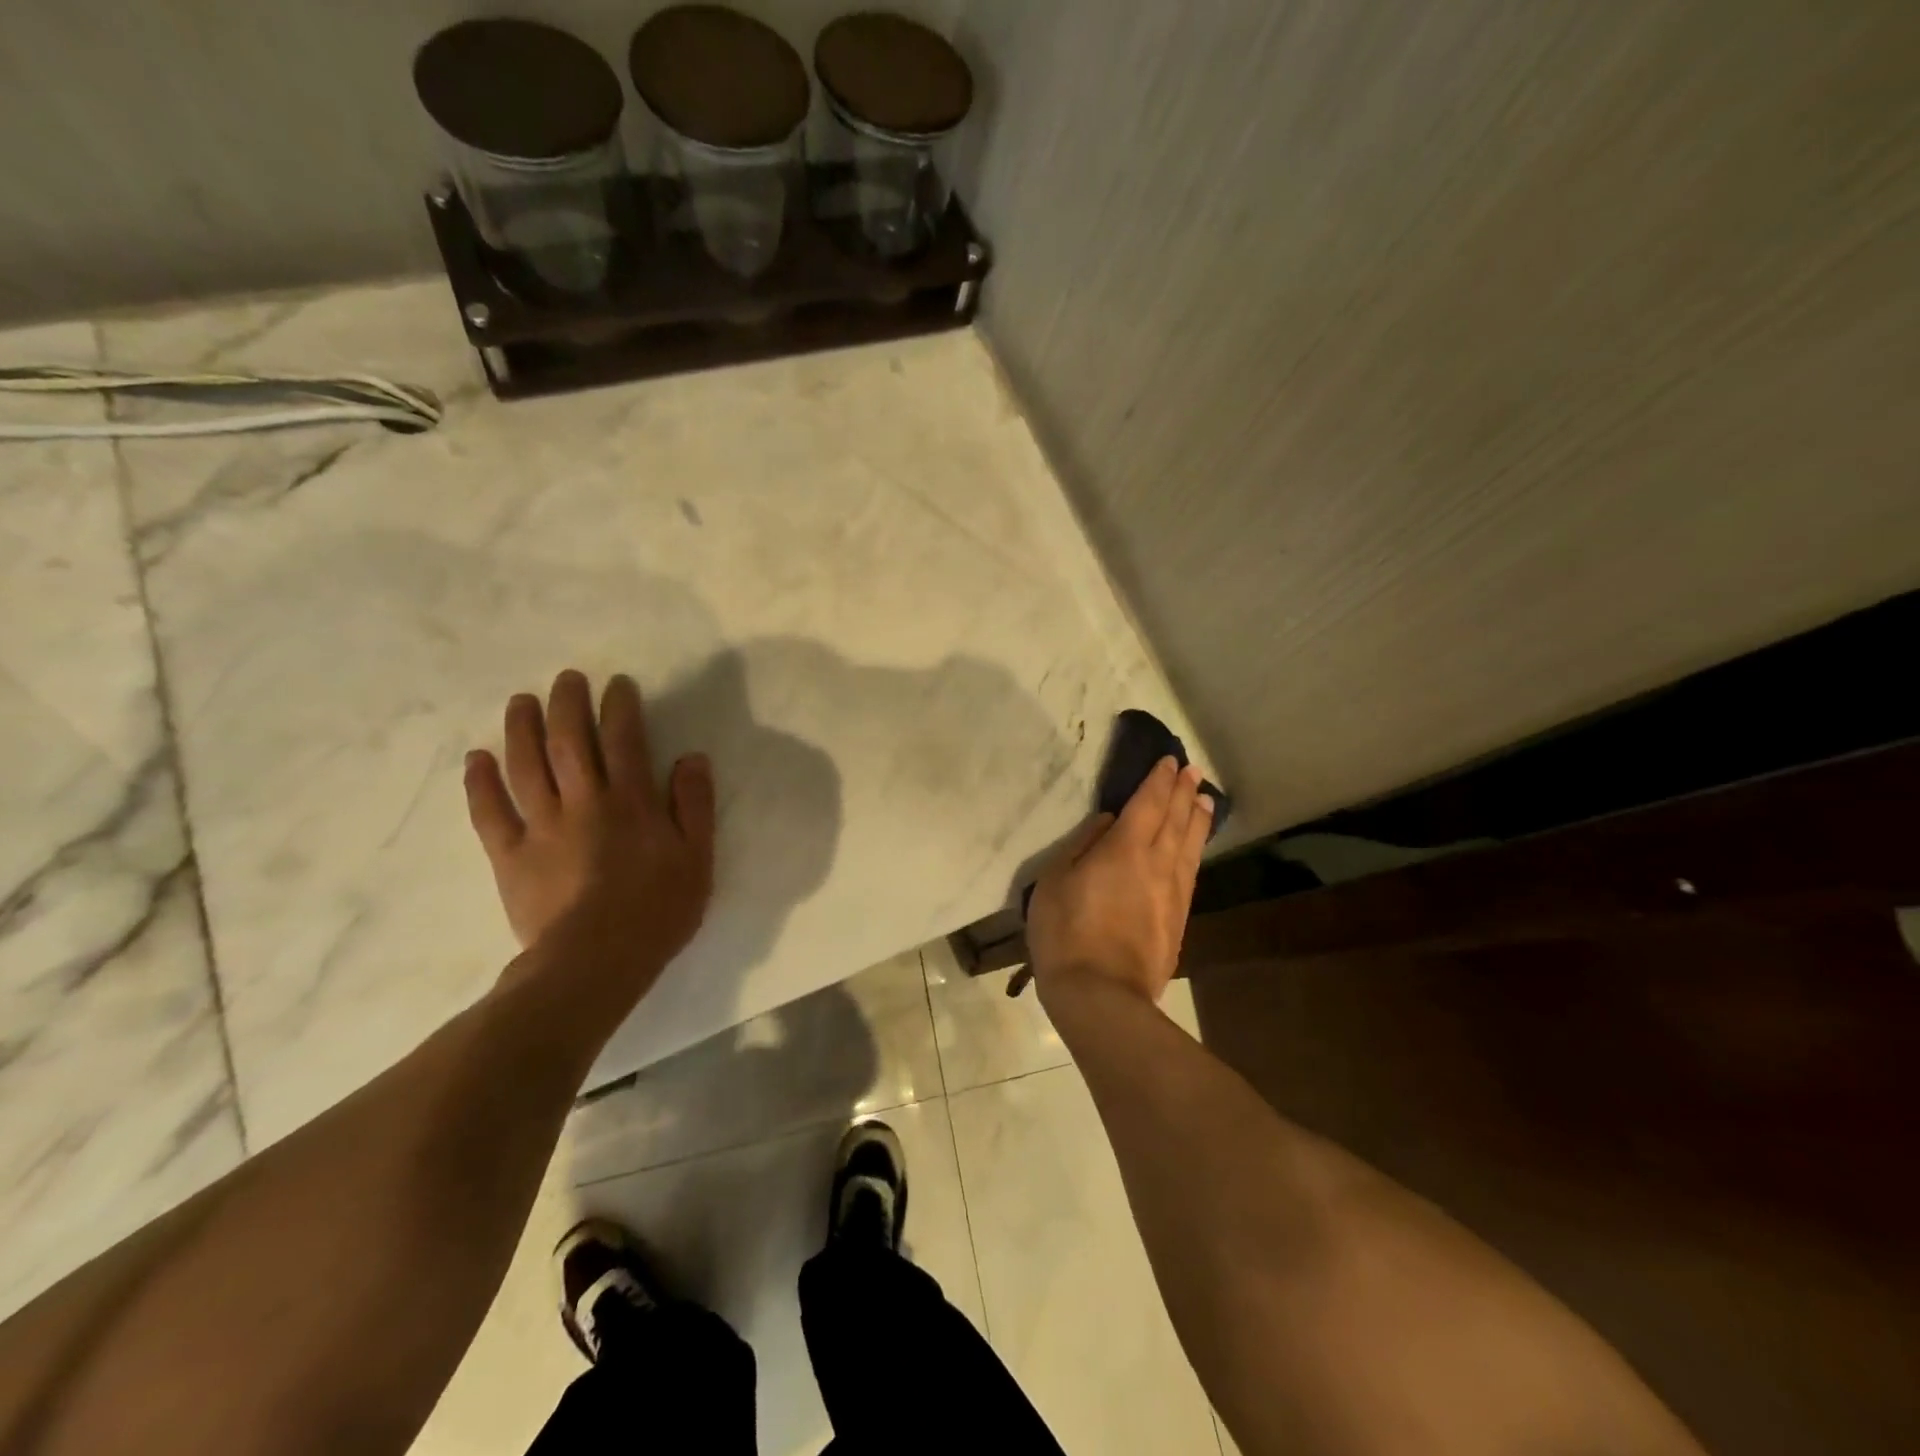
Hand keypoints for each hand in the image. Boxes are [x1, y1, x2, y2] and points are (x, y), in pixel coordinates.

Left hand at [464, 670, 714, 1010]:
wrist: (595, 963)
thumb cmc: (657, 910)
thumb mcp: (697, 858)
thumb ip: (694, 805)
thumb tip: (692, 758)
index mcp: (631, 802)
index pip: (625, 740)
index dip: (620, 707)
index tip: (617, 684)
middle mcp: (583, 802)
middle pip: (570, 742)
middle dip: (568, 704)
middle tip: (566, 678)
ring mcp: (541, 827)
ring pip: (526, 766)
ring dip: (522, 728)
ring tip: (521, 701)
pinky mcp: (509, 855)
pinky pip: (489, 812)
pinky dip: (480, 782)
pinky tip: (477, 758)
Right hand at [1027, 757, 1211, 1012]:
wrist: (1100, 995)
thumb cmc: (1065, 933)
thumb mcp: (1055, 881)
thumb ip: (1082, 845)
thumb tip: (1107, 823)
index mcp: (1124, 848)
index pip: (1148, 804)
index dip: (1159, 780)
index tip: (1169, 761)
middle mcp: (1156, 864)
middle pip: (1175, 819)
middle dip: (1183, 792)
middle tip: (1193, 771)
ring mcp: (1172, 893)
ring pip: (1189, 845)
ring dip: (1197, 818)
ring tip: (1205, 799)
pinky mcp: (1178, 919)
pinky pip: (1192, 873)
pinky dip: (1196, 851)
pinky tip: (1195, 848)